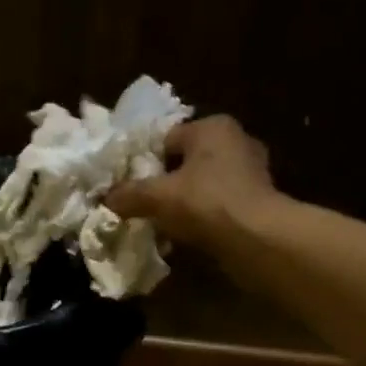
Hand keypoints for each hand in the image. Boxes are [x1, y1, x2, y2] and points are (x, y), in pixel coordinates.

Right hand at [106, 114, 276, 247]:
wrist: (256, 239)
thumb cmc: (205, 203)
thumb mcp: (157, 197)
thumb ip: (129, 194)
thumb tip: (106, 198)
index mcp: (212, 127)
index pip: (167, 138)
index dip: (146, 162)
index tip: (132, 186)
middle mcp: (236, 140)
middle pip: (187, 161)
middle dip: (168, 182)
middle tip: (147, 204)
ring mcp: (252, 170)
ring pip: (204, 183)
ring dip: (187, 200)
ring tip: (165, 222)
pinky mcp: (259, 199)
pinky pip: (220, 202)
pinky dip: (205, 215)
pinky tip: (190, 233)